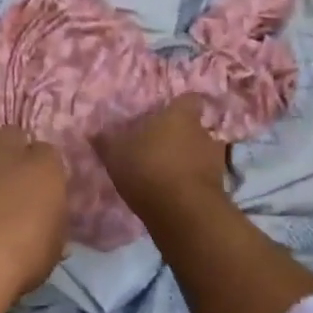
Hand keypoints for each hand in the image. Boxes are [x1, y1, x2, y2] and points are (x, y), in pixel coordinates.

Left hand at [0, 127, 68, 301]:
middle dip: (13, 149)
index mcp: (43, 169)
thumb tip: (45, 219)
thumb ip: (50, 224)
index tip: (40, 187)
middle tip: (11, 177)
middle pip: (13, 134)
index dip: (43, 168)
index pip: (48, 152)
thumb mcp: (51, 250)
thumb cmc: (19, 262)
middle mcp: (7, 153)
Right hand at [93, 96, 230, 216]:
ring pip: (201, 155)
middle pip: (195, 128)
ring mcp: (215, 162)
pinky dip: (192, 185)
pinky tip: (175, 195)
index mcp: (179, 115)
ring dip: (188, 162)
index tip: (167, 114)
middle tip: (160, 148)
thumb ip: (106, 141)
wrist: (183, 213)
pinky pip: (204, 180)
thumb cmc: (148, 168)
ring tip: (168, 174)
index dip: (179, 107)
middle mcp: (202, 132)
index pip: (189, 99)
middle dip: (181, 137)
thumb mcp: (116, 153)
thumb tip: (93, 132)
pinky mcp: (219, 189)